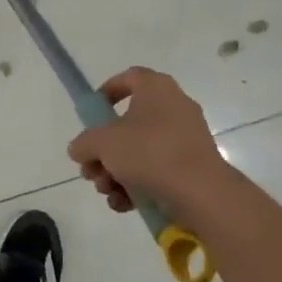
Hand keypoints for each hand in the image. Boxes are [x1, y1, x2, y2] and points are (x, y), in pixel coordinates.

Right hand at [66, 67, 235, 225]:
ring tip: (107, 191)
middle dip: (104, 150)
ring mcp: (186, 139)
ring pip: (140, 151)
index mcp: (156, 89)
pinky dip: (137, 185)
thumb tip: (80, 150)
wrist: (201, 193)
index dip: (107, 91)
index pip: (130, 77)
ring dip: (116, 171)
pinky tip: (123, 203)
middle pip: (128, 124)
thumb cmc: (149, 153)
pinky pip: (157, 170)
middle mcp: (174, 108)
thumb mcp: (102, 143)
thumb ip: (83, 143)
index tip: (93, 114)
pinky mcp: (192, 167)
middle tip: (91, 168)